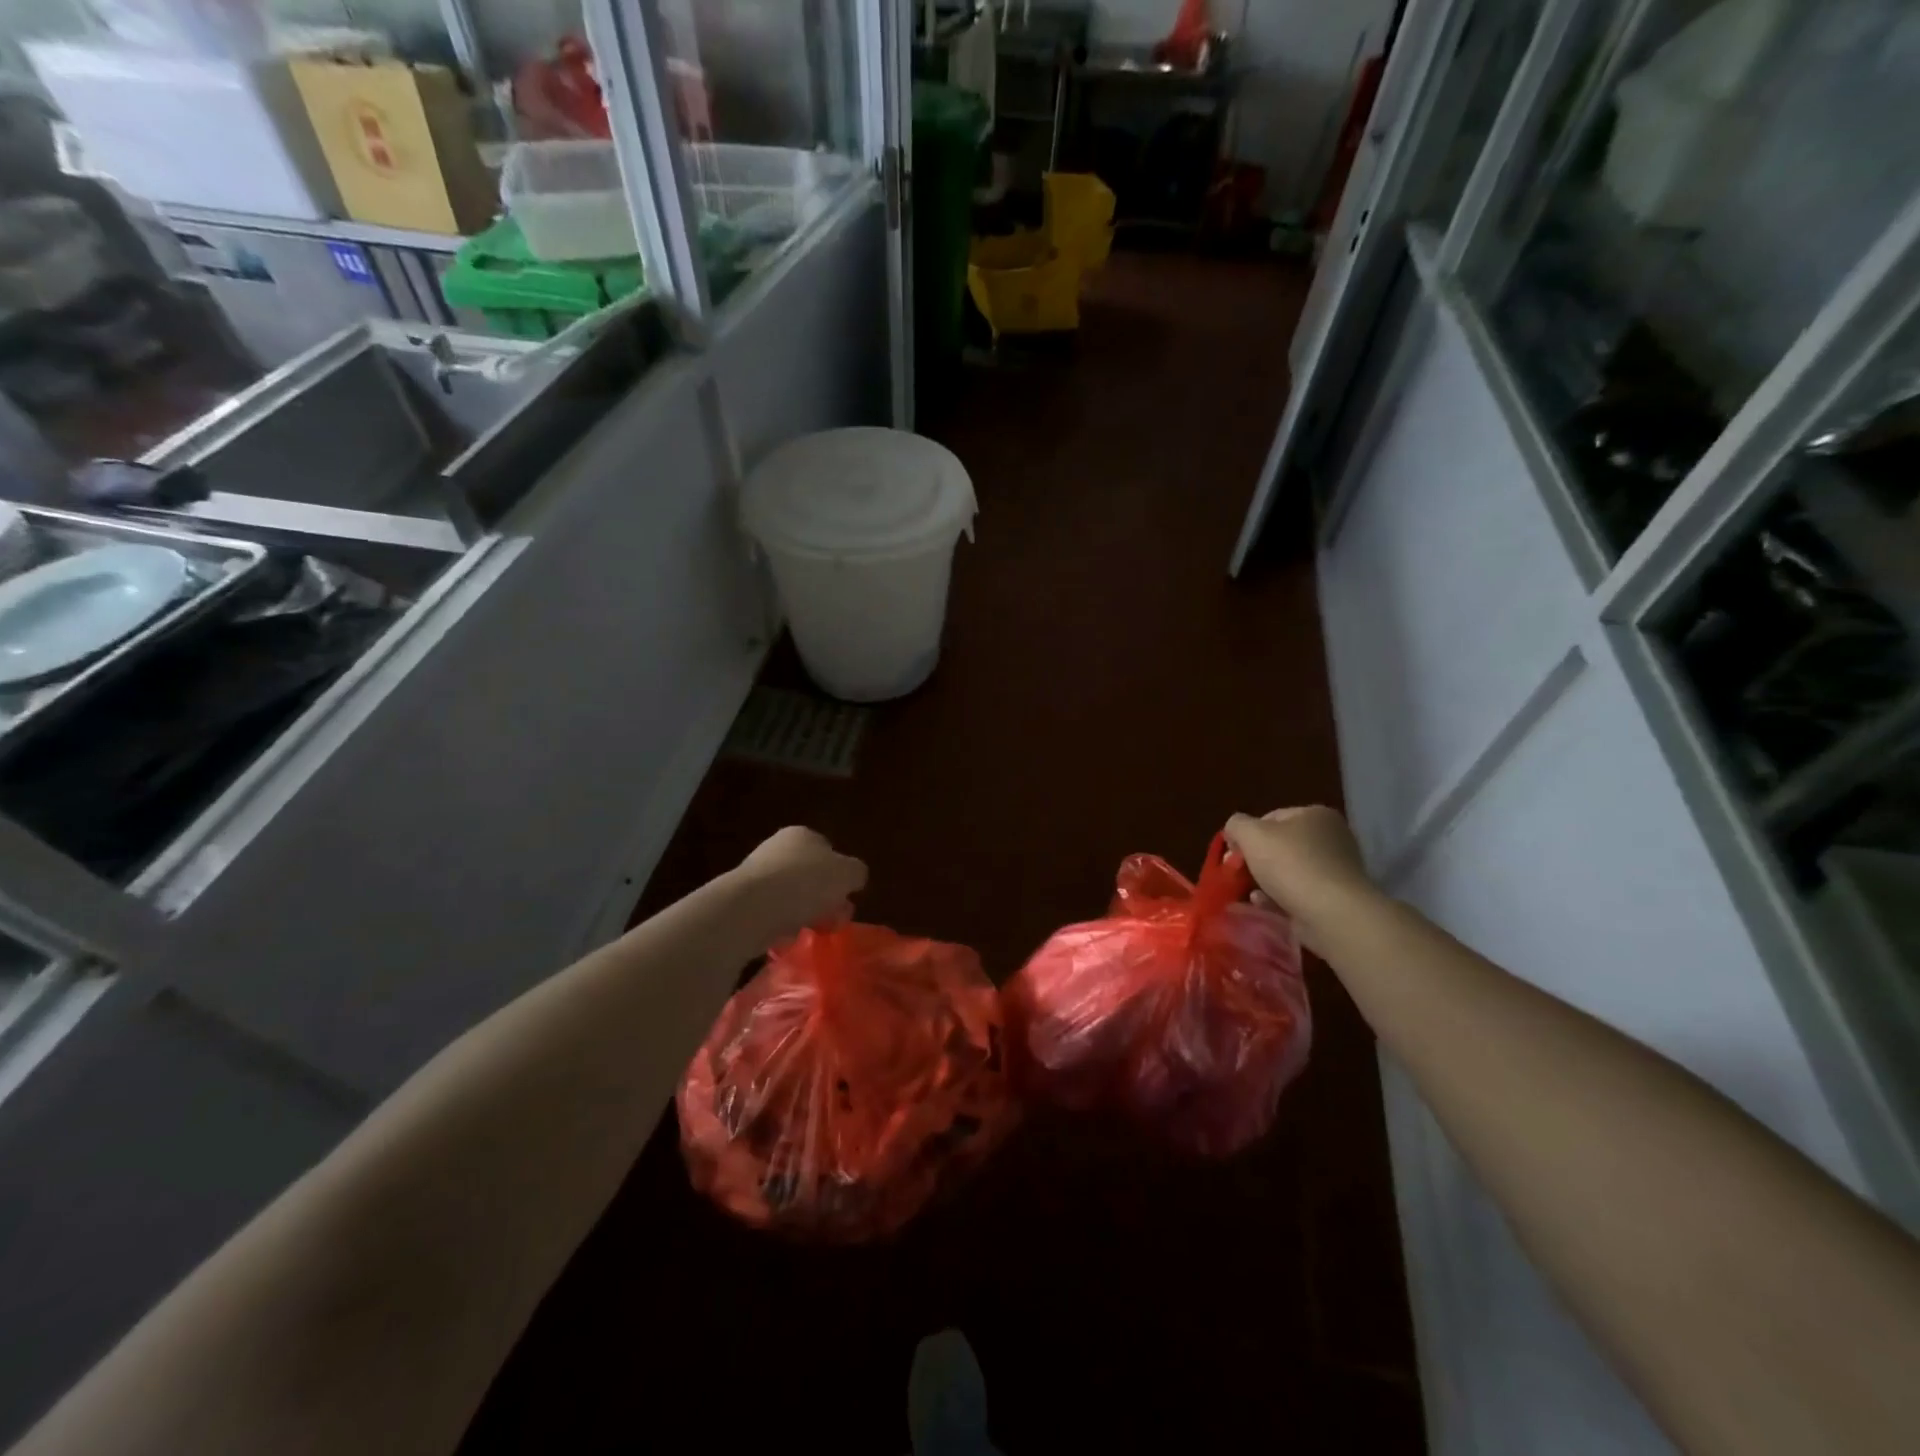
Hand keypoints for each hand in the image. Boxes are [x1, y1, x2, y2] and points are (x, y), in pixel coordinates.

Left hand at [730, 827, 867, 941]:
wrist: (750, 909)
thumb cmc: (805, 883)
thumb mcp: (847, 874)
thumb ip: (856, 873)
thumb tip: (852, 878)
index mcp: (802, 834)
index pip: (829, 851)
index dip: (841, 876)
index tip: (846, 899)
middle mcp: (777, 848)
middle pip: (811, 876)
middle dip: (824, 898)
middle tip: (833, 920)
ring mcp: (757, 874)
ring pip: (792, 897)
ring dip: (803, 914)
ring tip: (811, 932)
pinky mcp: (743, 901)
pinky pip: (772, 914)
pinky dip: (782, 926)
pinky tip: (787, 937)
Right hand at [1225, 807, 1376, 949]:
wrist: (1333, 914)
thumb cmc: (1291, 865)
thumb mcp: (1251, 834)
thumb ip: (1236, 825)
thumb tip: (1234, 832)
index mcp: (1316, 815)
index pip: (1271, 818)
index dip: (1247, 835)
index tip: (1234, 855)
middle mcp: (1332, 838)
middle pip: (1280, 846)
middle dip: (1256, 861)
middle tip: (1239, 875)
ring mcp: (1337, 870)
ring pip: (1288, 872)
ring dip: (1266, 882)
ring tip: (1252, 895)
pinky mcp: (1336, 898)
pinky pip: (1300, 894)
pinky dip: (1280, 899)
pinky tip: (1266, 907)